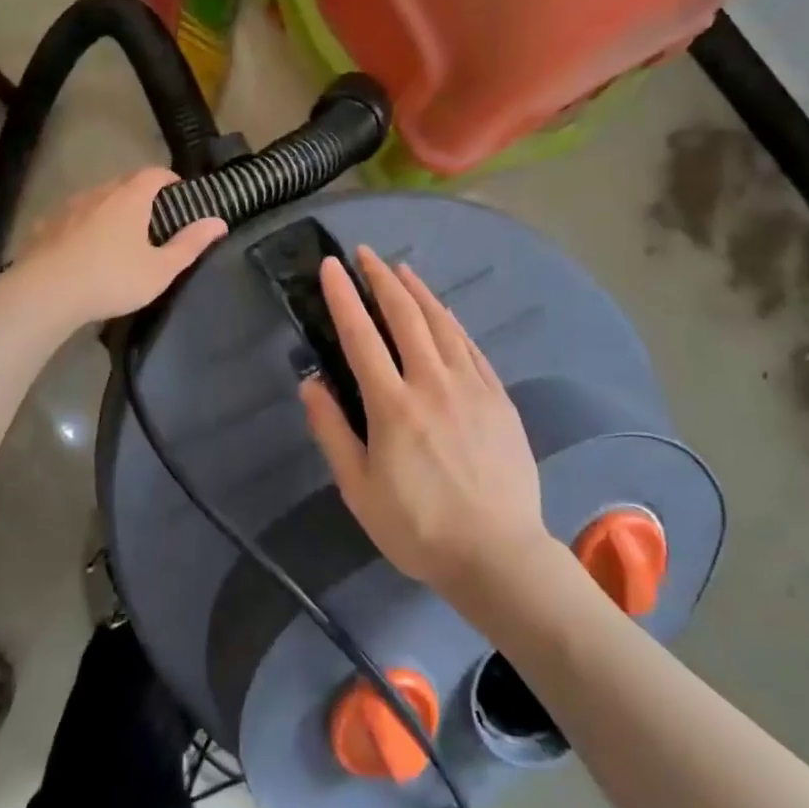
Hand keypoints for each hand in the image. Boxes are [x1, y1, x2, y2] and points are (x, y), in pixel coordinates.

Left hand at [13, 168, 224, 326]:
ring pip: (95, 199)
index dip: (169, 179)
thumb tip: (218, 222)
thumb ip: (190, 244)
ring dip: (110, 209)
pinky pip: (71, 218)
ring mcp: (67, 208)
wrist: (44, 293)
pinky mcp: (44, 227)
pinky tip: (83, 249)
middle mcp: (98, 193)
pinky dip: (83, 225)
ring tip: (118, 235)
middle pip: (124, 182)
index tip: (179, 194)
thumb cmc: (111, 279)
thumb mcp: (160, 269)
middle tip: (153, 217)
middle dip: (141, 193)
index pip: (154, 173)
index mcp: (129, 198)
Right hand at [300, 245, 551, 597]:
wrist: (497, 553)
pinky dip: (453, 322)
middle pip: (405, 317)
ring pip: (441, 324)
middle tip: (366, 254)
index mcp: (392, 406)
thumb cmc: (417, 528)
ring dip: (418, 292)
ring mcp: (470, 387)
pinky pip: (471, 348)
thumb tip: (310, 383)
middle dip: (381, 279)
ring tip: (401, 269)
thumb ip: (332, 432)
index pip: (361, 336)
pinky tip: (444, 312)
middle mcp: (432, 384)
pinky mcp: (498, 398)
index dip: (344, 296)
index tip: (332, 266)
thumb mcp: (359, 490)